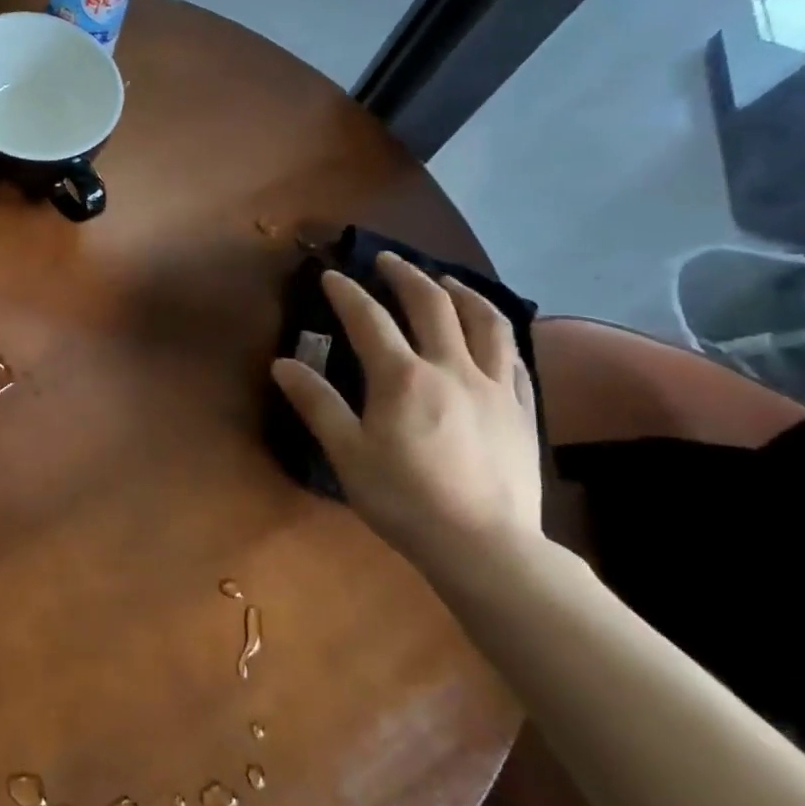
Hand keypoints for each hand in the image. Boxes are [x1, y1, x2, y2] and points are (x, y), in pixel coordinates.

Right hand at [271, 254, 540, 569]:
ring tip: (446, 281)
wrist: (484, 545)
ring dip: (462, 292)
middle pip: (431, 304)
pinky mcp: (522, 409)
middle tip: (389, 260)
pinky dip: (498, 334)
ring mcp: (494, 386)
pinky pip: (514, 357)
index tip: (332, 275)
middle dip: (406, 274)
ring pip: (485, 320)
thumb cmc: (404, 500)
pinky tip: (491, 334)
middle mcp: (451, 367)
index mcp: (403, 377)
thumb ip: (317, 404)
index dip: (347, 293)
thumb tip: (282, 364)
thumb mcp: (347, 454)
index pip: (368, 319)